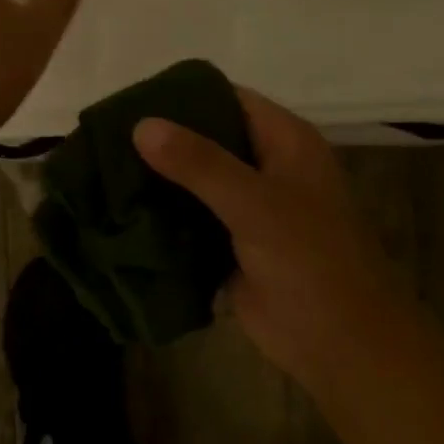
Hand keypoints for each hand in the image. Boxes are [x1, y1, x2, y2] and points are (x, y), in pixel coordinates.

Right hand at [133, 88, 400, 383]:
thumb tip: (141, 125)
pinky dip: (160, 216)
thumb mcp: (255, 203)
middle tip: (105, 138)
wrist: (341, 347)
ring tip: (101, 170)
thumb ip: (198, 163)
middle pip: (205, 139)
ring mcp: (248, 208)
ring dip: (156, 179)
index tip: (131, 100)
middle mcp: (266, 168)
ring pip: (194, 181)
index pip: (228, 99)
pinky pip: (189, 220)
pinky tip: (119, 211)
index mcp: (285, 142)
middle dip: (161, 140)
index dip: (183, 96)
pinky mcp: (230, 244)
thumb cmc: (310, 261)